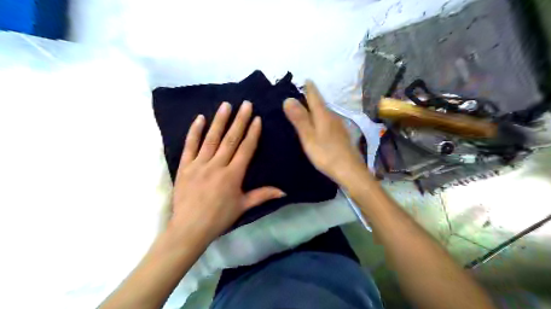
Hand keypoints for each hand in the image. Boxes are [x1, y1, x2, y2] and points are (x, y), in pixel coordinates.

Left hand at [171, 102, 286, 245]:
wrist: (190, 228)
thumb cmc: (219, 218)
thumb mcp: (243, 207)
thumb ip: (262, 195)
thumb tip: (284, 192)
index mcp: (233, 175)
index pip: (245, 149)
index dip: (252, 133)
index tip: (257, 118)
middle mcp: (217, 165)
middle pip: (230, 139)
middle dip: (240, 120)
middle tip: (246, 104)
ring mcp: (199, 164)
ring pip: (212, 138)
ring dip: (220, 120)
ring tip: (226, 105)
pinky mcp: (185, 166)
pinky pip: (190, 145)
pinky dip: (194, 131)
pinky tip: (200, 118)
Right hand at [283, 81, 364, 184]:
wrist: (350, 171)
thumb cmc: (326, 154)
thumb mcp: (308, 137)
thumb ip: (299, 118)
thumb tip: (288, 98)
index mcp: (324, 115)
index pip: (315, 96)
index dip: (309, 87)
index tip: (305, 79)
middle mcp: (333, 116)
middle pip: (321, 103)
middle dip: (311, 97)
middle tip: (300, 93)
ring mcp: (339, 126)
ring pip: (325, 112)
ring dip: (316, 109)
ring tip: (306, 109)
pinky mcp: (342, 135)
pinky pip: (329, 121)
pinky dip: (321, 119)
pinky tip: (319, 125)